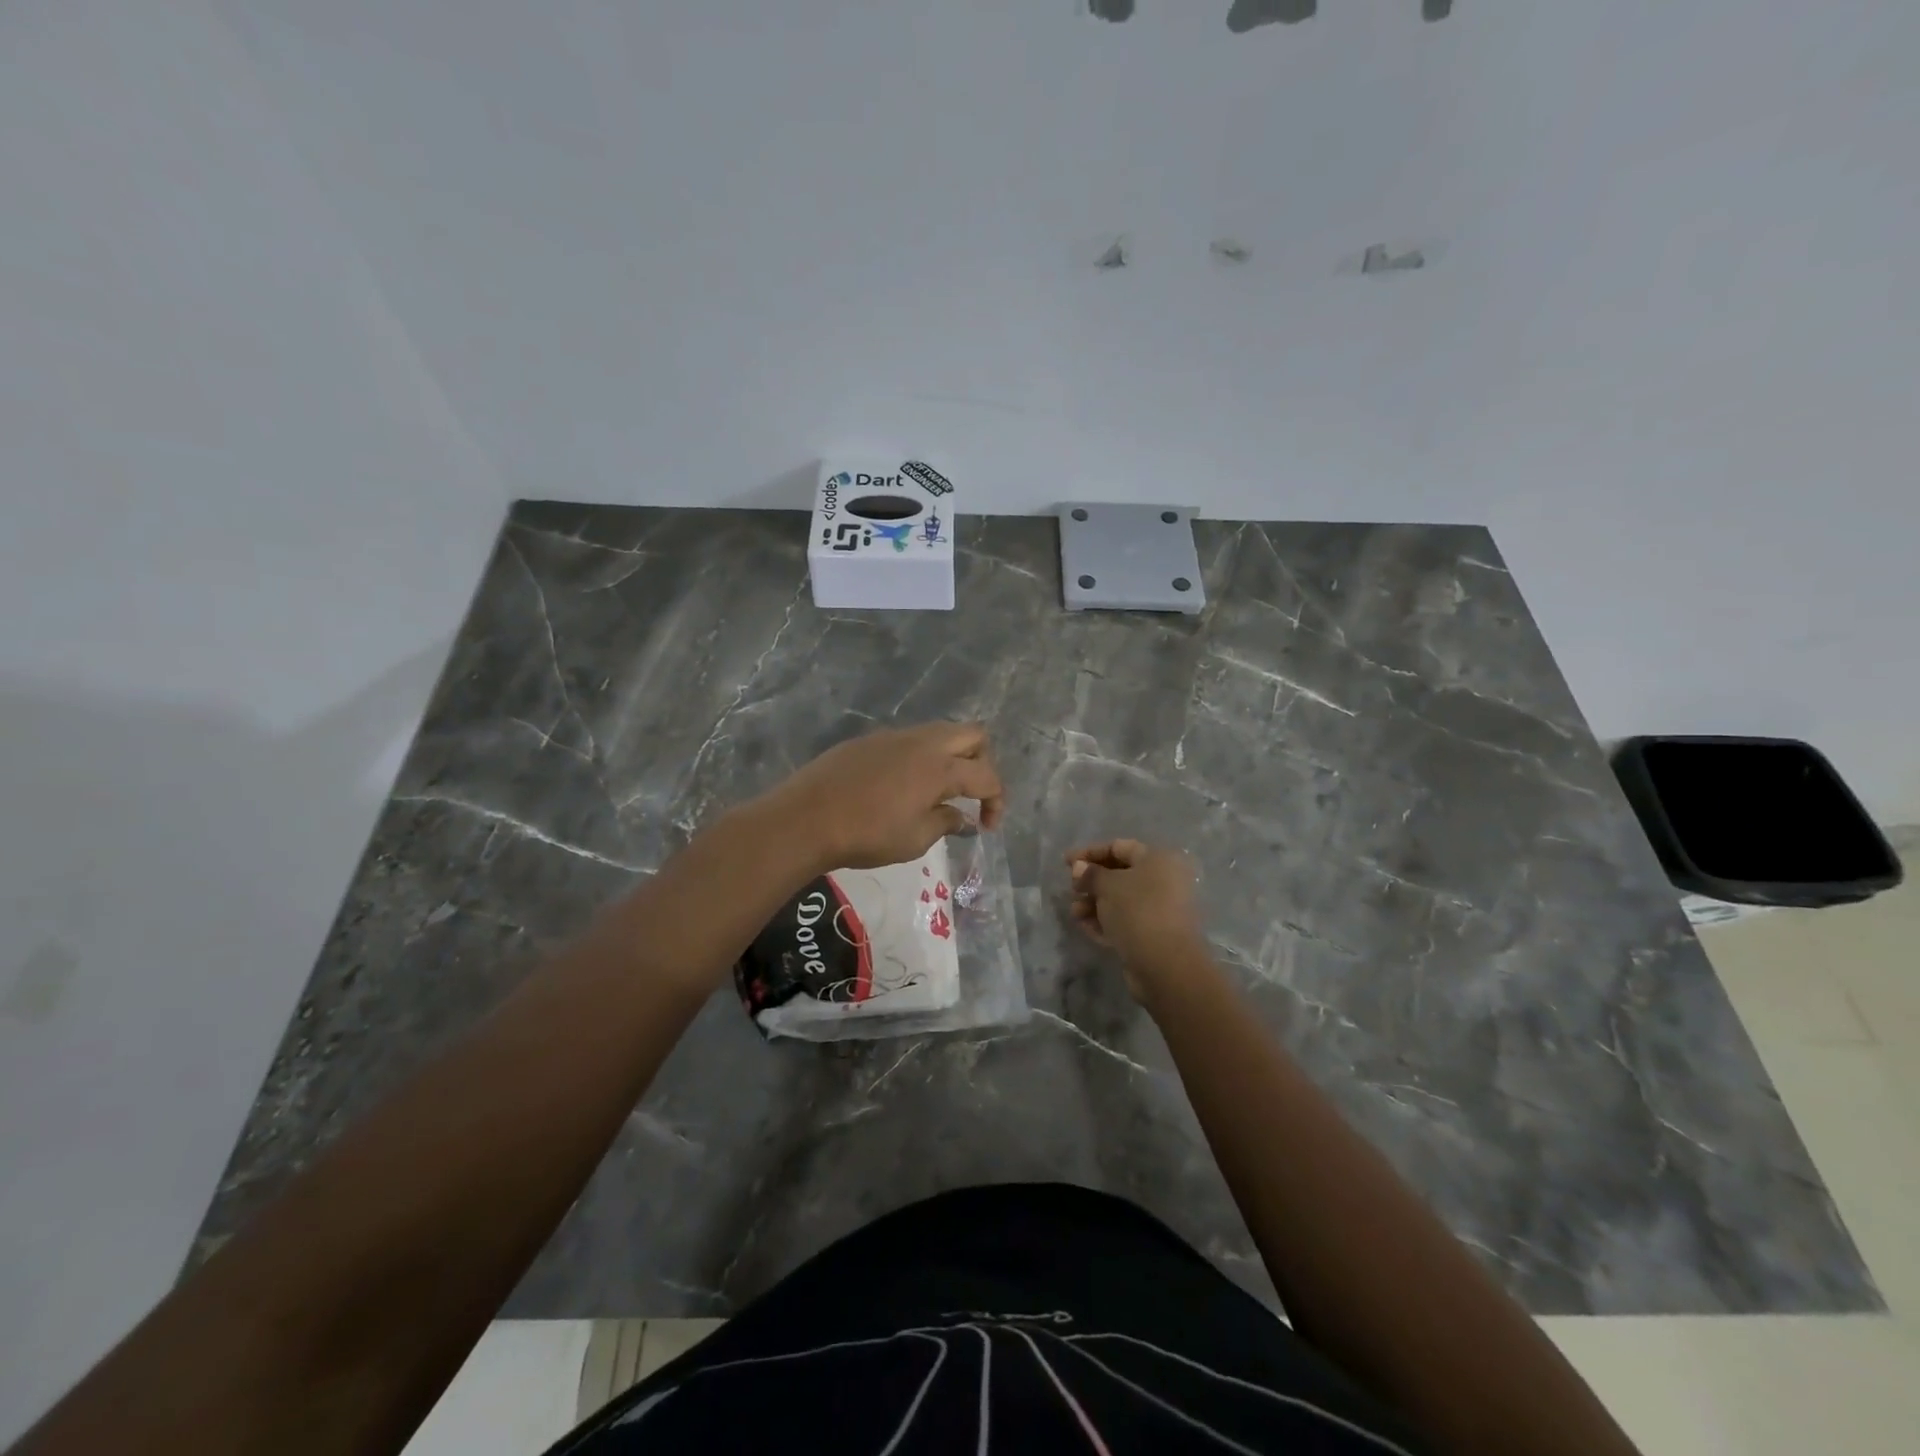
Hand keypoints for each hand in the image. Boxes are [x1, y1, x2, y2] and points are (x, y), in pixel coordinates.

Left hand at [762, 722, 1004, 871]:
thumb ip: (945, 823)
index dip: (996, 801)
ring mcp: (895, 736)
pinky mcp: (871, 739)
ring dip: (952, 756)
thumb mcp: (915, 839)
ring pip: (941, 732)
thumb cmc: (867, 834)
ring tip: (939, 792)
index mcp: (941, 767)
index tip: (986, 826)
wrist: (806, 817)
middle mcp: (924, 743)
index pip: (987, 776)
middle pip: (973, 735)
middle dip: (982, 763)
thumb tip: (962, 817)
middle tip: (971, 794)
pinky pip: (911, 740)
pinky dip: (922, 757)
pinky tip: (904, 786)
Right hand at [1066, 839, 1208, 1002]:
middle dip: (1091, 881)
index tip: (1066, 862)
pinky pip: (1124, 921)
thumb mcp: (1108, 886)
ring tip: (1074, 913)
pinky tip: (1084, 927)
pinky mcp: (1153, 934)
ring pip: (1120, 900)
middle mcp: (1163, 881)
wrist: (1166, 965)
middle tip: (1071, 889)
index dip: (1090, 853)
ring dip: (1094, 903)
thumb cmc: (1138, 911)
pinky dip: (1104, 921)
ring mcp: (1159, 909)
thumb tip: (1079, 868)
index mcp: (1157, 860)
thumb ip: (1091, 874)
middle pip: (1119, 874)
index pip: (1118, 847)